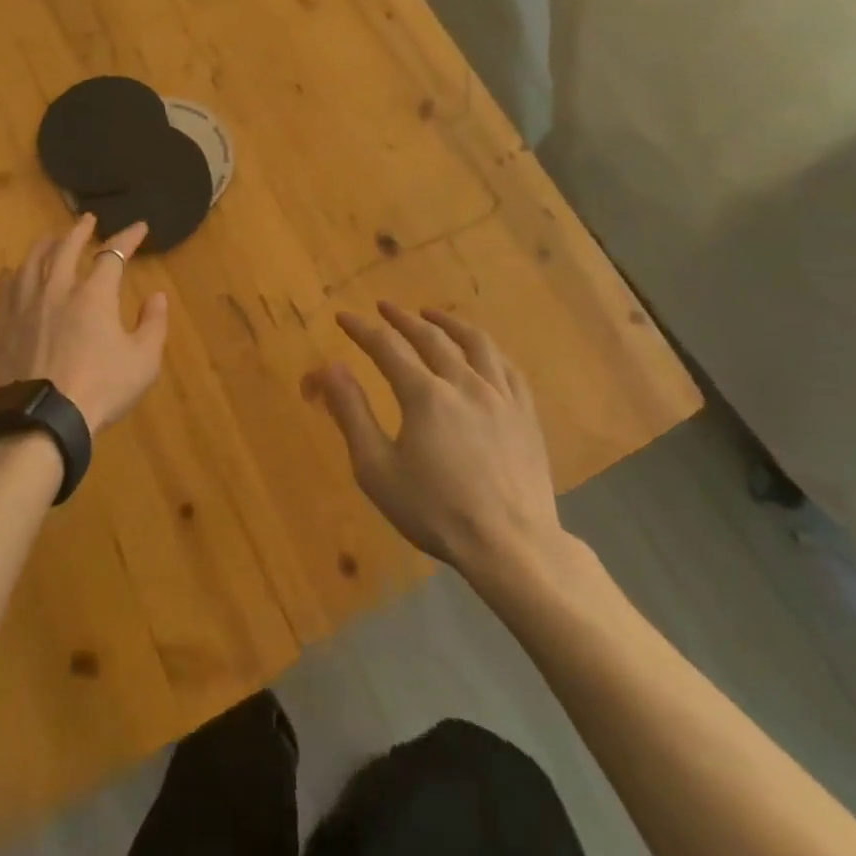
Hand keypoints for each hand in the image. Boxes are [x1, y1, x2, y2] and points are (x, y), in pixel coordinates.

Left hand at [0, 214, 168, 433]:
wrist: (43, 418)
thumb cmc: (100, 388)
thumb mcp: (143, 361)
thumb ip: (153, 324)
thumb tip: (157, 295)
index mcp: (94, 294)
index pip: (113, 254)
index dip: (128, 237)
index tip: (139, 227)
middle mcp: (58, 289)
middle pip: (66, 247)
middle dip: (80, 230)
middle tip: (87, 219)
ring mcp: (26, 305)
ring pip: (33, 261)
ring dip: (45, 245)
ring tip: (50, 238)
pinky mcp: (4, 324)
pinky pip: (6, 288)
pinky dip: (13, 274)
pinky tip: (13, 271)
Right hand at [307, 301, 571, 584]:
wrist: (512, 547)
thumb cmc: (436, 511)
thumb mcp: (376, 469)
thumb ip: (351, 413)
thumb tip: (329, 368)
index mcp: (424, 394)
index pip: (386, 346)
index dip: (361, 329)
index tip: (343, 317)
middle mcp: (464, 382)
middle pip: (430, 336)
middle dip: (402, 318)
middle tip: (384, 307)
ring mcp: (500, 396)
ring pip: (475, 343)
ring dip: (448, 323)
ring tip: (432, 314)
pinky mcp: (526, 414)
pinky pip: (507, 367)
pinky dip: (487, 350)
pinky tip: (481, 351)